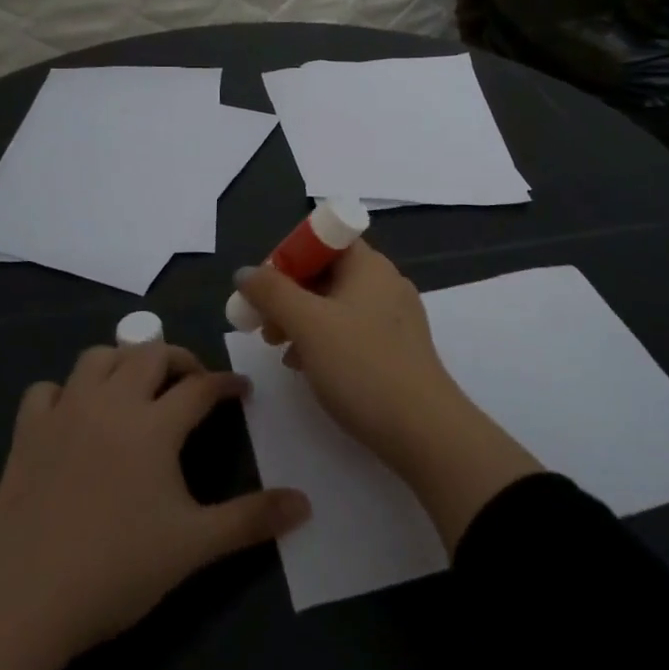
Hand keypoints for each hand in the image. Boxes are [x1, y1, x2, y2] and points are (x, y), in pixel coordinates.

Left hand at [0, 343, 309, 663]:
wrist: (23, 601)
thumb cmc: (116, 570)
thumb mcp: (193, 546)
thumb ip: (251, 520)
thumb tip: (305, 503)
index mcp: (153, 425)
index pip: (200, 386)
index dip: (226, 383)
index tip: (241, 389)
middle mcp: (110, 404)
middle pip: (149, 354)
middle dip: (178, 359)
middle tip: (192, 383)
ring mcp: (64, 414)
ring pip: (97, 358)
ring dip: (123, 361)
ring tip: (137, 387)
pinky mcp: (26, 434)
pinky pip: (46, 390)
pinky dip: (66, 391)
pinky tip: (75, 414)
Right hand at [236, 242, 463, 464]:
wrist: (423, 430)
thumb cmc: (361, 366)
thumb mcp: (307, 325)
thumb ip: (272, 293)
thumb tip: (245, 272)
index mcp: (368, 266)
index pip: (324, 239)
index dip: (290, 256)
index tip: (264, 288)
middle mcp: (385, 283)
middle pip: (328, 273)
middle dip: (290, 295)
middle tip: (264, 325)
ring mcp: (395, 317)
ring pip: (337, 305)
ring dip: (303, 320)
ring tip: (280, 349)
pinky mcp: (398, 349)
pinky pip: (352, 331)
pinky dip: (326, 341)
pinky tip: (308, 367)